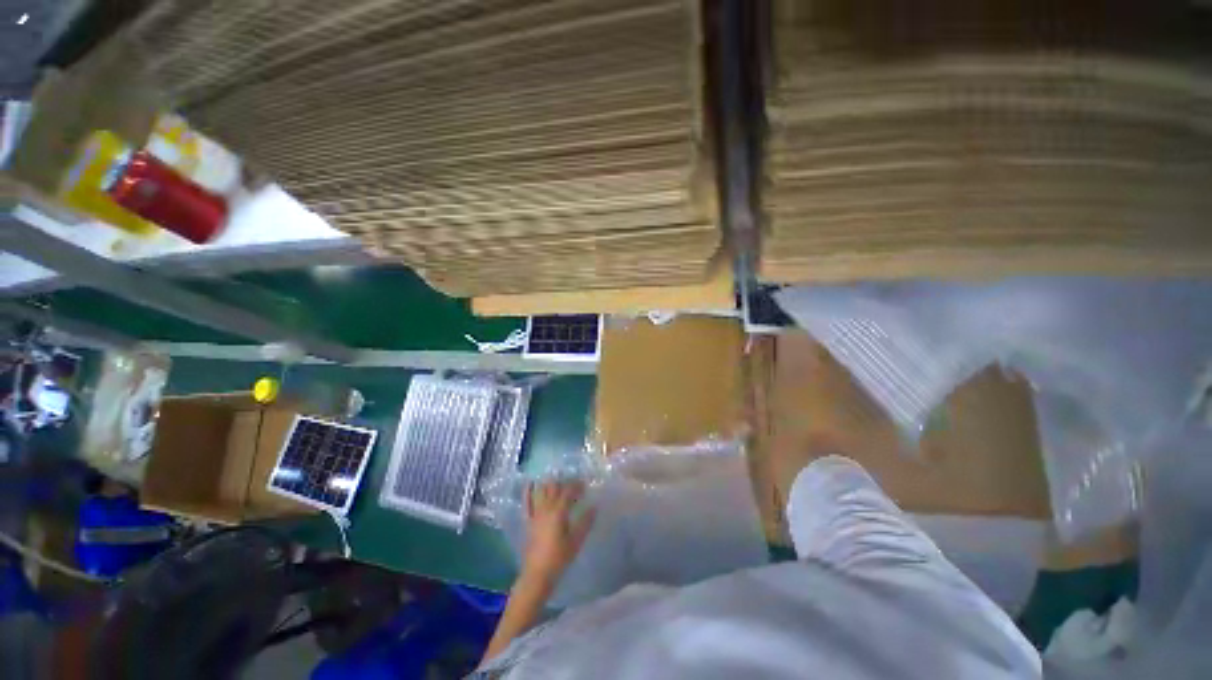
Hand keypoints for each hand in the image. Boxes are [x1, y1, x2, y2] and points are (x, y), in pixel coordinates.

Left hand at [522, 480, 596, 582]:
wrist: (537, 574)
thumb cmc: (559, 558)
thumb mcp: (576, 541)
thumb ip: (585, 522)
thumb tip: (594, 506)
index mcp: (559, 511)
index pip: (568, 491)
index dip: (577, 485)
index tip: (584, 484)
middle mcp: (546, 508)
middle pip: (554, 487)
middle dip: (564, 482)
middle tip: (573, 485)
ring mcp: (535, 513)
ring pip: (541, 491)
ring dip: (549, 484)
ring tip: (557, 483)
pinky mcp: (528, 521)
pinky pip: (526, 502)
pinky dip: (528, 491)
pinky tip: (530, 483)